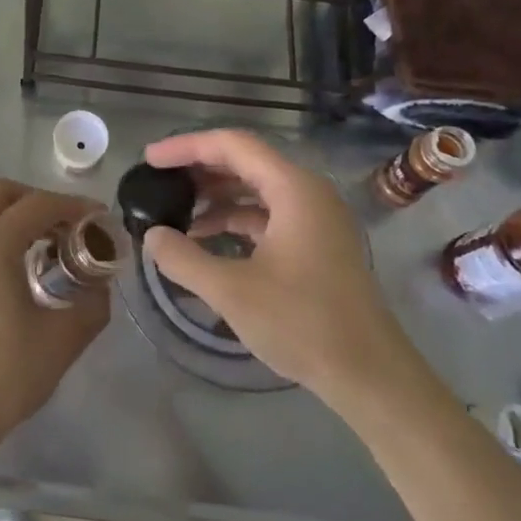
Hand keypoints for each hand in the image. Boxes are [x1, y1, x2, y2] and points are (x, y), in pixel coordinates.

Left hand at [0, 179, 108, 469]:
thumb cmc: (6, 376)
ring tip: (44, 244)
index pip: (37, 205)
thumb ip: (92, 303)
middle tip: (66, 224)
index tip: (98, 218)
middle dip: (37, 199)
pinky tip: (15, 266)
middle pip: (0, 193)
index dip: (73, 205)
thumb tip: (101, 282)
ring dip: (13, 215)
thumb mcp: (63, 340)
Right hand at [142, 130, 423, 408]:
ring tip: (176, 211)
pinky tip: (206, 239)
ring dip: (216, 196)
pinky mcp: (317, 242)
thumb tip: (152, 236)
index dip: (186, 147)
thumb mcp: (231, 291)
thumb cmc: (303, 324)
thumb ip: (183, 258)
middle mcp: (307, 192)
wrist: (371, 376)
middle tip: (158, 181)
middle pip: (244, 161)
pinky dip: (235, 219)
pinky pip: (268, 213)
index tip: (149, 159)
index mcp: (293, 188)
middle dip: (199, 169)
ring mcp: (316, 218)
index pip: (232, 145)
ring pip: (256, 188)